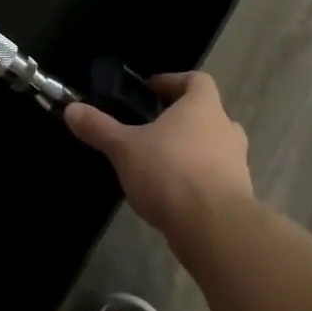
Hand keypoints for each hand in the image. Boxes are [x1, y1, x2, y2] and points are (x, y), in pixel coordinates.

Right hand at [65, 73, 252, 240]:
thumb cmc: (170, 173)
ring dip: (194, 151)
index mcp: (202, 107)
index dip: (173, 81)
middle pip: (208, 113)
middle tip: (155, 128)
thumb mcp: (125, 148)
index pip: (196, 80)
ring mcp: (238, 164)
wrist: (216, 230)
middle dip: (183, 119)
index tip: (151, 91)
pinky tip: (175, 196)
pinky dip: (200, 181)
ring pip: (216, 147)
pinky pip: (219, 178)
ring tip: (163, 164)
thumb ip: (99, 128)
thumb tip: (71, 109)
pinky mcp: (240, 197)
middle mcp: (226, 129)